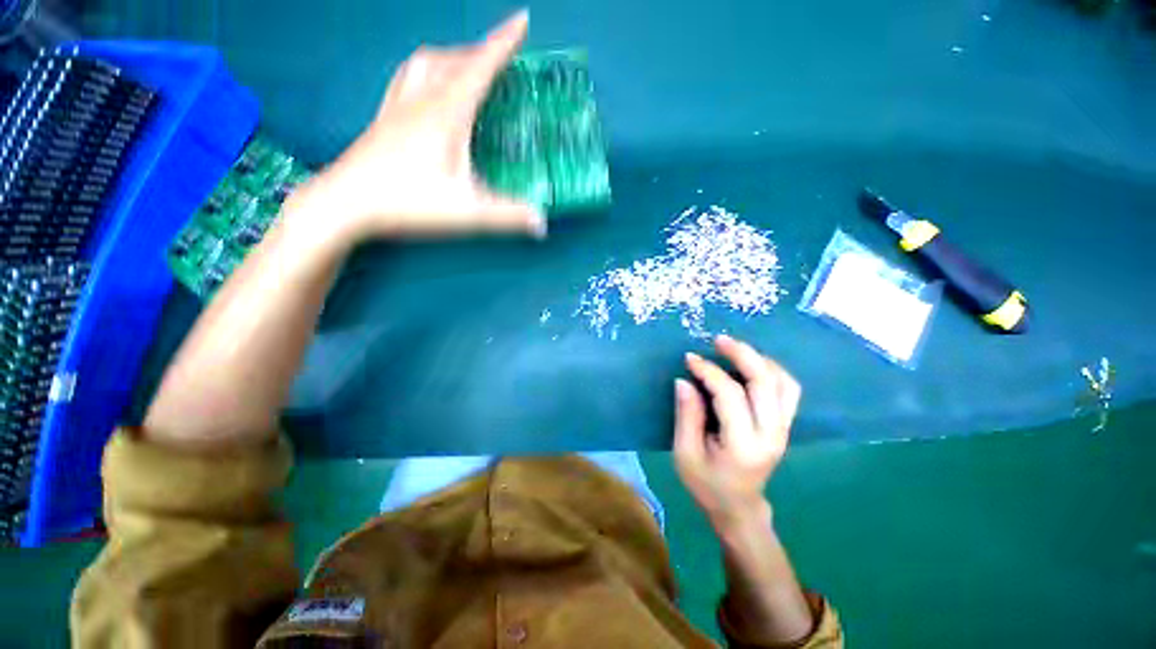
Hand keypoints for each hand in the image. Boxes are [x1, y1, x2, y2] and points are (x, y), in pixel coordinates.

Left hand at [287, 10, 543, 242]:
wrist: (346, 203)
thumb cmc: (408, 202)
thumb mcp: (467, 211)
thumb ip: (508, 215)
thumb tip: (542, 223)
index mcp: (446, 114)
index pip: (480, 68)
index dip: (503, 43)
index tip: (522, 19)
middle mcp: (421, 100)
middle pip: (453, 59)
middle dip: (481, 51)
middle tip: (501, 57)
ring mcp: (397, 106)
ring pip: (425, 62)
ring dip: (451, 55)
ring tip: (466, 64)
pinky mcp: (384, 118)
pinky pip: (406, 77)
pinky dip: (425, 70)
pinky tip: (427, 84)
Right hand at [673, 335, 801, 531]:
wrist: (738, 508)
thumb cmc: (706, 484)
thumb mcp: (685, 454)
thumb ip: (687, 415)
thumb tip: (685, 380)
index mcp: (743, 445)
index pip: (730, 394)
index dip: (708, 371)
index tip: (689, 358)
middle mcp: (771, 434)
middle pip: (765, 382)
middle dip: (741, 354)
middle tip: (718, 340)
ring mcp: (783, 430)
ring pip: (783, 382)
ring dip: (760, 359)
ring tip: (734, 349)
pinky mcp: (785, 426)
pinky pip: (787, 390)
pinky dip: (772, 370)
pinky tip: (752, 365)